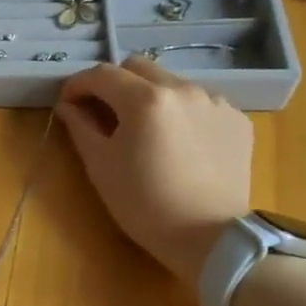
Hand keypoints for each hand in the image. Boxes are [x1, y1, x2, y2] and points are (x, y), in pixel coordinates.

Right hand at [56, 56, 253, 285]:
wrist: (209, 238)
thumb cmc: (144, 205)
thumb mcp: (101, 166)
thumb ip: (81, 127)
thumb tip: (68, 105)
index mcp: (145, 99)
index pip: (102, 74)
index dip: (79, 84)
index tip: (68, 102)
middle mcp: (183, 88)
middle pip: (138, 68)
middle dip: (115, 84)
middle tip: (104, 113)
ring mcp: (215, 102)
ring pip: (171, 83)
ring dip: (150, 97)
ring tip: (146, 131)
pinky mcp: (237, 120)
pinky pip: (200, 104)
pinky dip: (182, 114)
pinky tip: (179, 144)